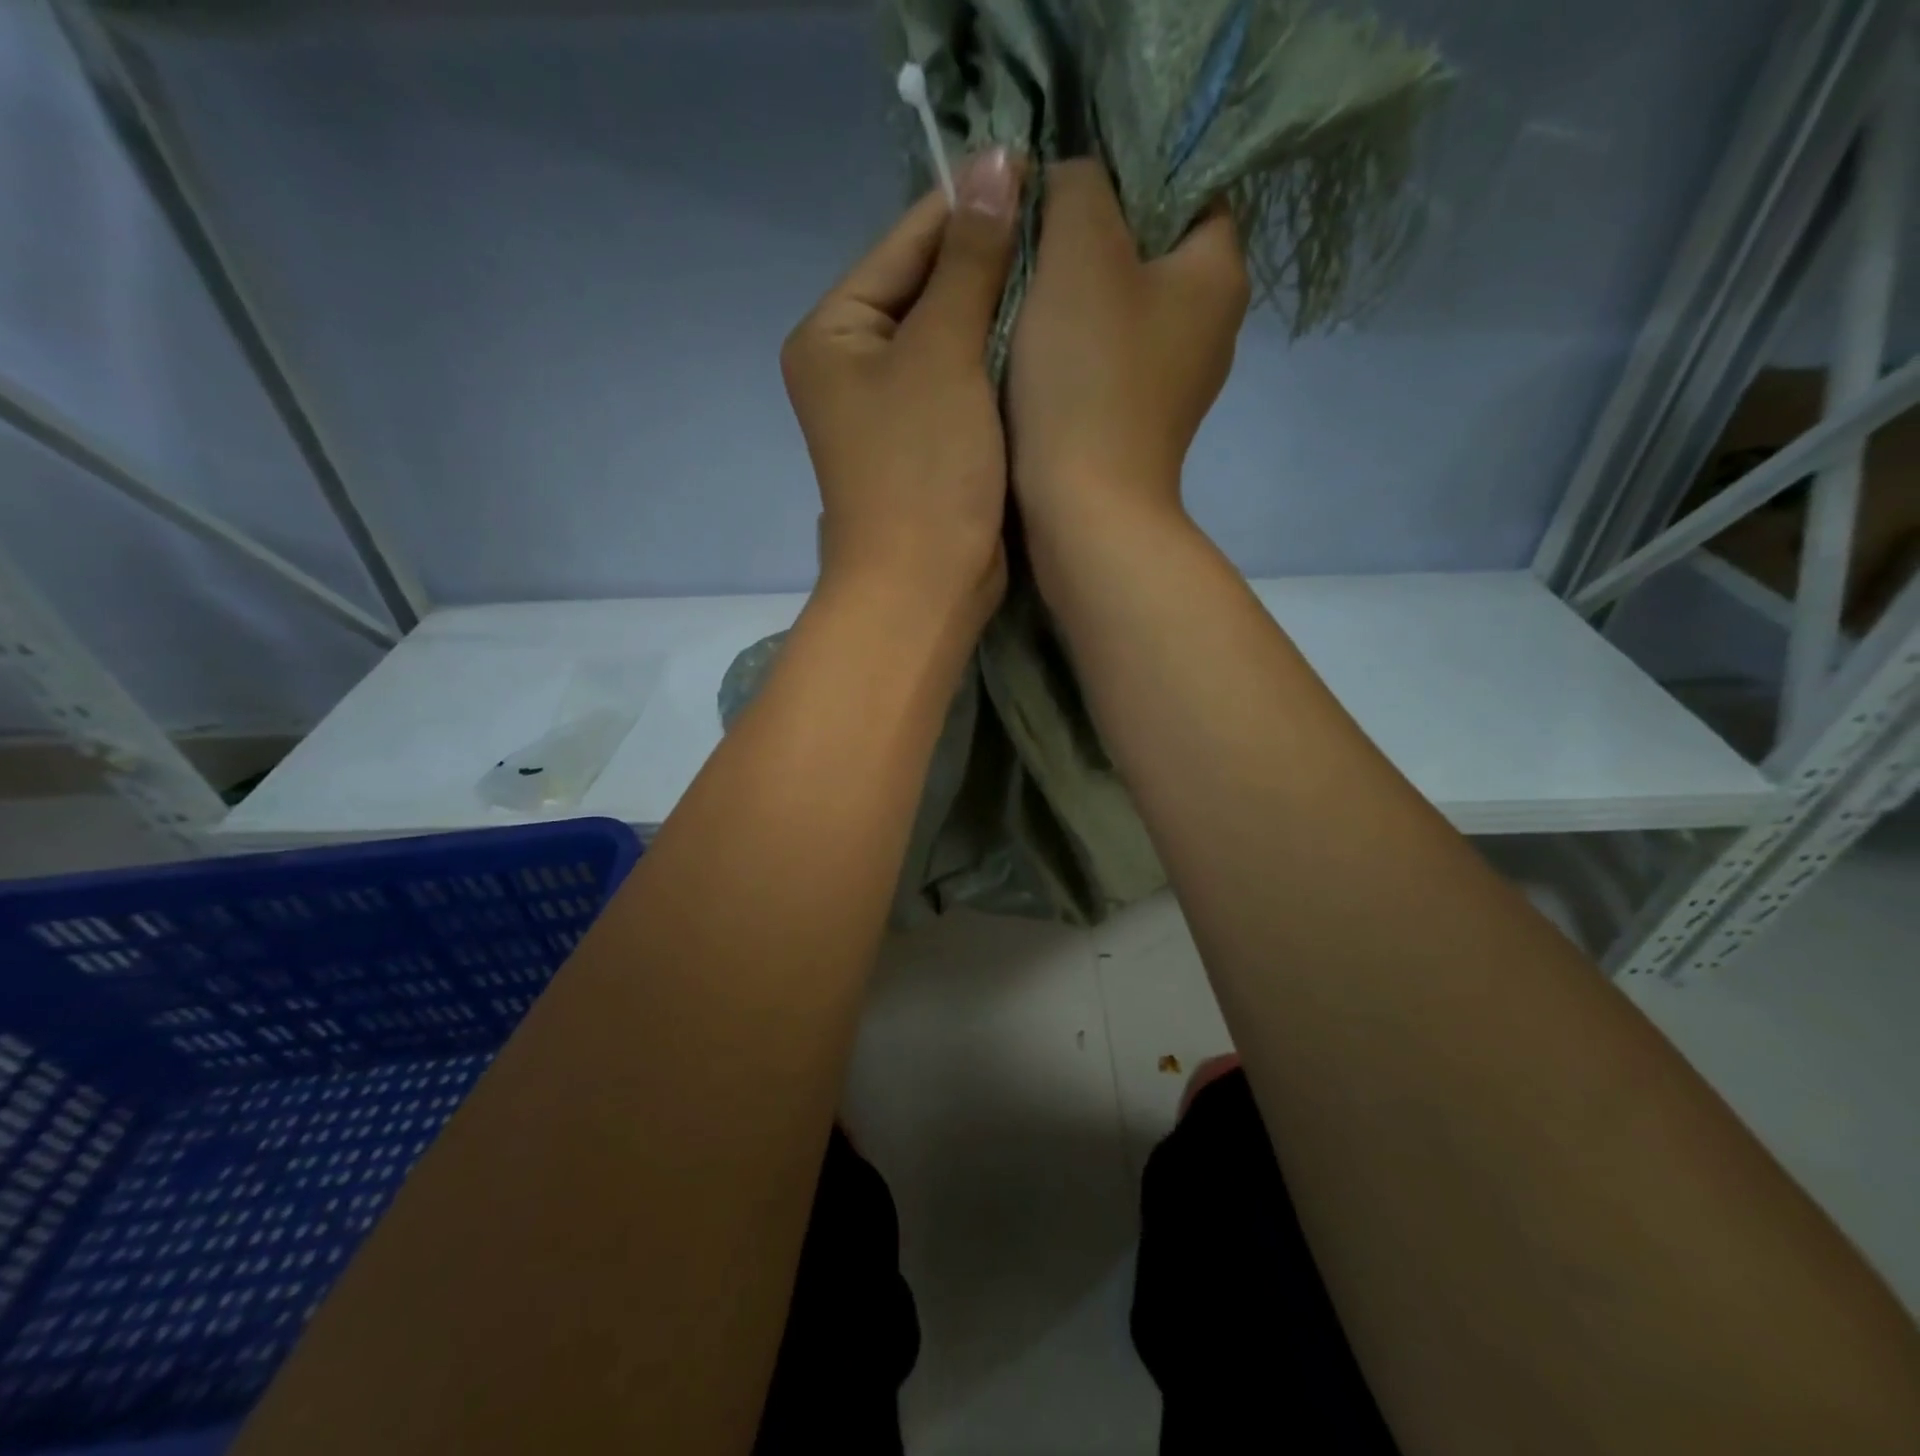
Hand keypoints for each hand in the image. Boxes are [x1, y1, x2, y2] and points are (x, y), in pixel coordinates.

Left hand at [782, 150, 1025, 630]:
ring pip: (954, 338)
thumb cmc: (923, 470)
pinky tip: (1046, 341)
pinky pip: (966, 383)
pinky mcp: (928, 443)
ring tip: (1067, 276)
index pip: (906, 244)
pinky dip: (1000, 364)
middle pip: (929, 289)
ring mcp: (891, 408)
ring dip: (1001, 314)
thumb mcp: (944, 355)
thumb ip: (970, 261)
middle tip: (1066, 232)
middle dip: (990, 265)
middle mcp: (855, 364)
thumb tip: (997, 162)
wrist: (925, 586)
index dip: (971, 208)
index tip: (1043, 178)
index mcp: (834, 333)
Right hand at [1009, 159, 1249, 532]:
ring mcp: (1174, 386)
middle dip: (1089, 243)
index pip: (1188, 188)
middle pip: (1148, 253)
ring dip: (1072, 304)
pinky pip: (1105, 366)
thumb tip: (1067, 183)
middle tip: (1029, 242)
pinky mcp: (1137, 426)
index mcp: (1218, 273)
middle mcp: (1210, 328)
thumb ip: (1075, 188)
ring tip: (1019, 299)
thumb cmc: (1087, 379)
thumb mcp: (1078, 253)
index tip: (1062, 191)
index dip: (1125, 175)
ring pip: (1120, 314)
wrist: (1084, 512)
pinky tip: (1031, 361)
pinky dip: (1072, 357)